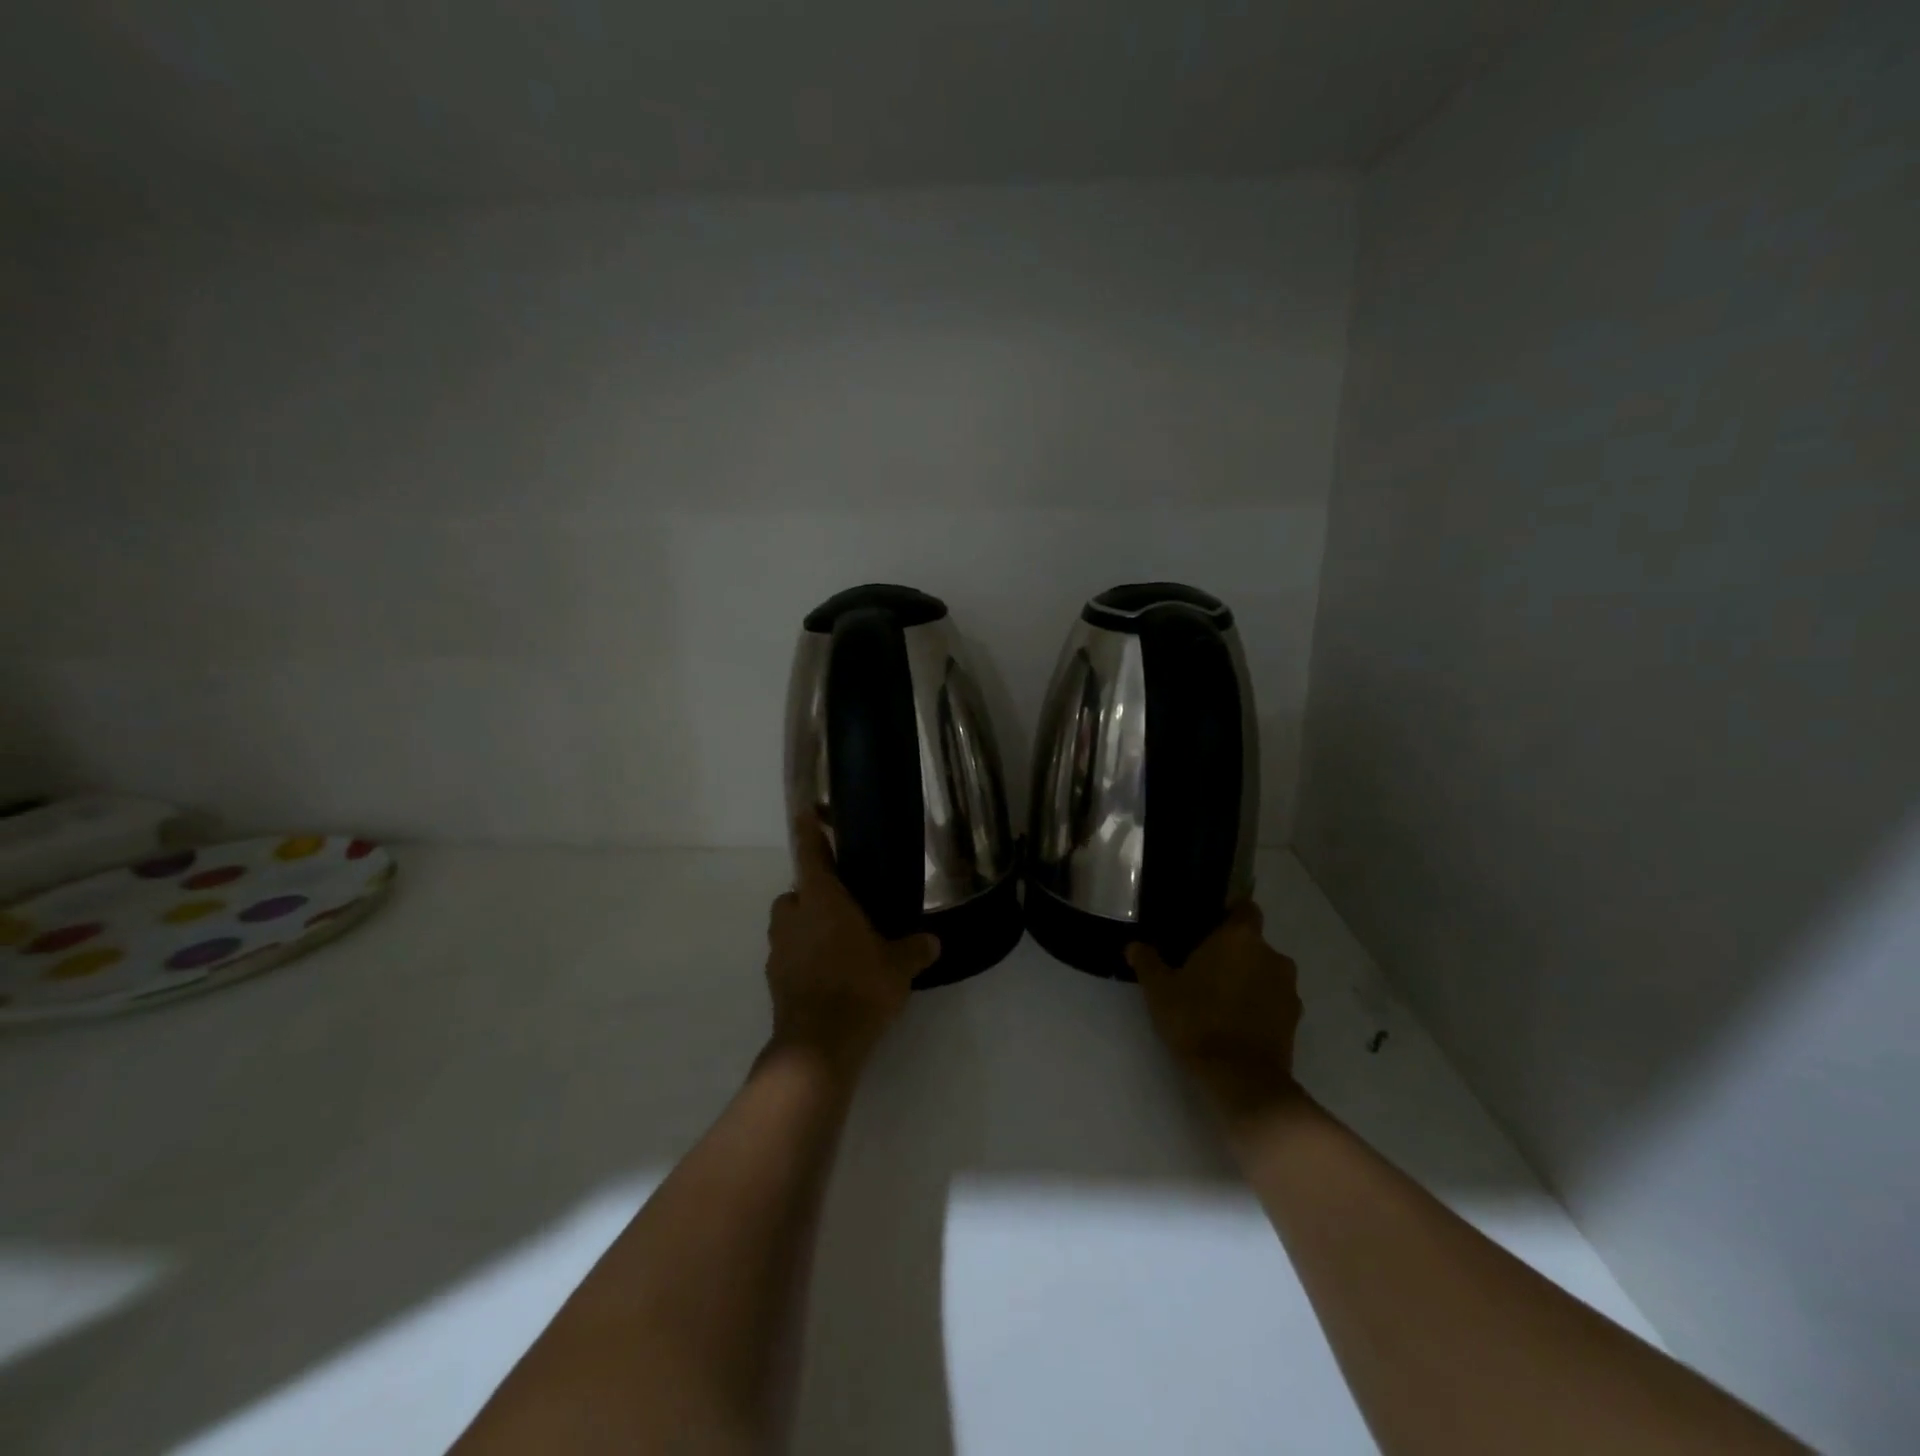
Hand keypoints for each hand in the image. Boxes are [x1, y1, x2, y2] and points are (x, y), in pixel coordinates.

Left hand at [764, 817, 940, 1081]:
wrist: (818, 1044)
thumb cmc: (859, 987)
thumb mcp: (898, 966)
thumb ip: (914, 949)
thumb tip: (933, 941)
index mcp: (821, 900)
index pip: (810, 854)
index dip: (809, 831)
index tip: (805, 812)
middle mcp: (793, 917)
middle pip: (796, 892)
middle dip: (813, 893)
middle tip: (842, 904)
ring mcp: (778, 949)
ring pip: (788, 924)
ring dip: (805, 925)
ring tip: (835, 941)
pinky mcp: (774, 978)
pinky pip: (788, 953)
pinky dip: (802, 955)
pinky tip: (826, 972)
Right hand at [1127, 904, 1302, 1122]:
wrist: (1241, 1079)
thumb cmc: (1197, 1020)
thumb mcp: (1159, 990)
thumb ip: (1147, 962)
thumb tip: (1134, 946)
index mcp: (1240, 937)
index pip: (1245, 908)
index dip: (1229, 914)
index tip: (1208, 927)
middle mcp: (1272, 955)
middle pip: (1253, 943)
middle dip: (1234, 952)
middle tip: (1204, 968)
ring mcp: (1288, 989)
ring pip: (1265, 972)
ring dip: (1248, 979)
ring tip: (1220, 999)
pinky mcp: (1295, 1020)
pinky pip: (1274, 1000)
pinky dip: (1259, 1005)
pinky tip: (1236, 1022)